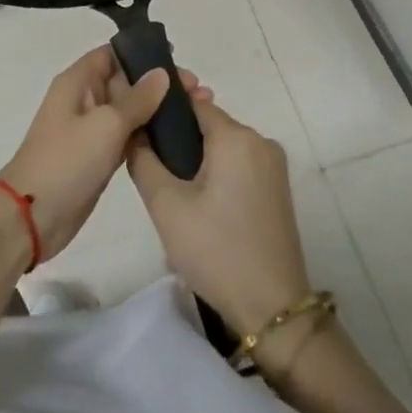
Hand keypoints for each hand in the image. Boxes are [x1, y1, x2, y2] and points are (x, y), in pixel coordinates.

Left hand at [0, 49, 209, 260]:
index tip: (179, 60)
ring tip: (199, 111)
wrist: (32, 215)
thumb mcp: (106, 124)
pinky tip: (178, 138)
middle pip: (126, 81)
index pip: (113, 54)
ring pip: (130, 110)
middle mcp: (84, 100)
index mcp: (78, 81)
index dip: (143, 53)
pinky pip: (128, 136)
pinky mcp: (98, 157)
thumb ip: (137, 99)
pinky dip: (149, 134)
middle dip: (160, 83)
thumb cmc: (66, 160)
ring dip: (159, 110)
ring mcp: (91, 130)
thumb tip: (161, 73)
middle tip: (200, 91)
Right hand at [128, 97, 310, 335]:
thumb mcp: (166, 205)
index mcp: (237, 136)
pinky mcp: (277, 188)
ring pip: (223, 147)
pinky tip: (198, 203)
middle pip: (208, 125)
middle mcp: (261, 141)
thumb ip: (143, 160)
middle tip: (152, 170)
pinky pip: (238, 165)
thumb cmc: (216, 250)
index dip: (163, 113)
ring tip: (172, 192)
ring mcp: (274, 165)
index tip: (139, 130)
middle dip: (179, 140)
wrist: (272, 308)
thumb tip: (134, 132)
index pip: (192, 104)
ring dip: (197, 159)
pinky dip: (216, 173)